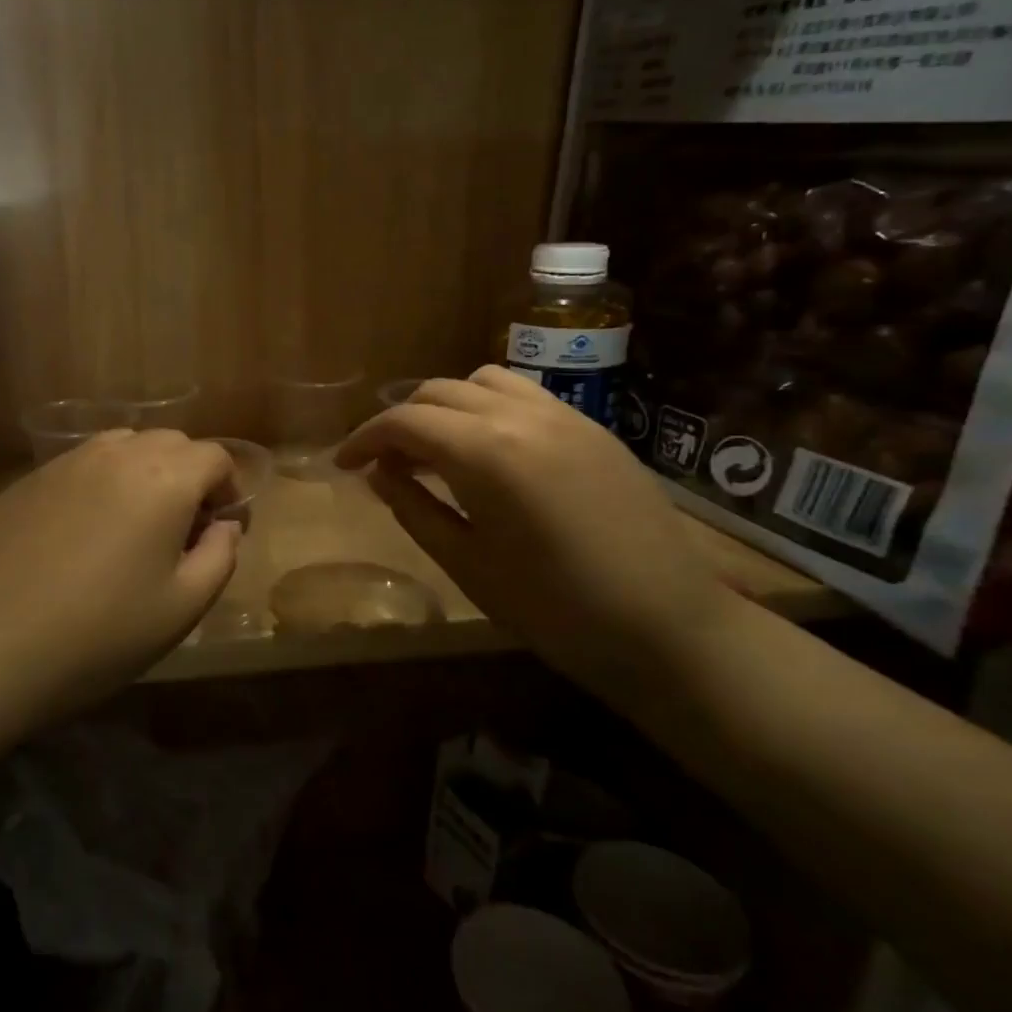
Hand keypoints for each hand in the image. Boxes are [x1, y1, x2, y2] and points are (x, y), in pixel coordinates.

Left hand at [0, 430, 241, 714]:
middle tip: (181, 530)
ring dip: (144, 472)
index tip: (220, 529)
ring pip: (123, 446)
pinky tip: (83, 531)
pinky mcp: (29, 479)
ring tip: (133, 524)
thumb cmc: (99, 634)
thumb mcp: (182, 608)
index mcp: (164, 479)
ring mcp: (66, 462)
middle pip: (170, 442)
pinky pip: (82, 464)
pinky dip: (101, 481)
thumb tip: (225, 526)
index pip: (214, 456)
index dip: (228, 489)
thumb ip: (220, 557)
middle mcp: (117, 454)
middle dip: (189, 476)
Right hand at [334, 368, 734, 699]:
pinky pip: (524, 396)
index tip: (343, 464)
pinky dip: (488, 408)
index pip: (404, 421)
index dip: (364, 438)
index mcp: (485, 452)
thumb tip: (379, 474)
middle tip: (385, 464)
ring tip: (436, 450)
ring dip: (445, 406)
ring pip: (482, 382)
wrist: (668, 628)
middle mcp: (522, 416)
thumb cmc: (554, 608)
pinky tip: (488, 451)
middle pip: (438, 392)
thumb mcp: (466, 563)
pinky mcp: (593, 428)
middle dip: (400, 421)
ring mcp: (565, 416)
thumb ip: (413, 508)